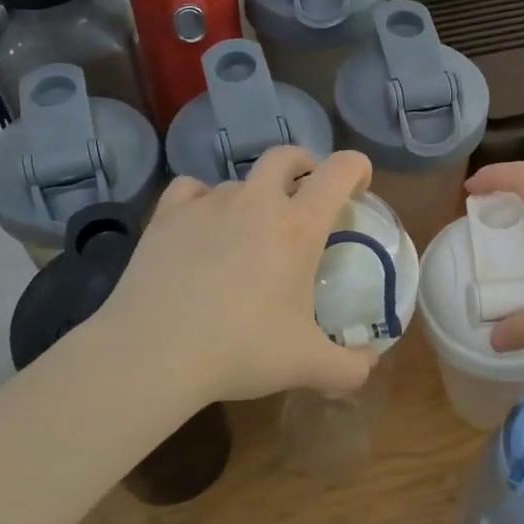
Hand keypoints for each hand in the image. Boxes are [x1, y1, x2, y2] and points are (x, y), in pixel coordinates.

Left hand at [98, 147, 379, 404]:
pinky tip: (200, 226)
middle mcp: (256, 201)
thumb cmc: (241, 350)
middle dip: (304, 165)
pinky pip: (192, 189)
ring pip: (239, 180)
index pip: (341, 171)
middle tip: (306, 193)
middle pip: (286, 156)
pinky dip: (203, 200)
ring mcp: (208, 203)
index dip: (358, 168)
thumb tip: (369, 364)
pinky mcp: (167, 214)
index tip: (360, 186)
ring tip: (247, 232)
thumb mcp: (307, 365)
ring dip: (253, 196)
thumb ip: (350, 368)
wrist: (155, 352)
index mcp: (298, 226)